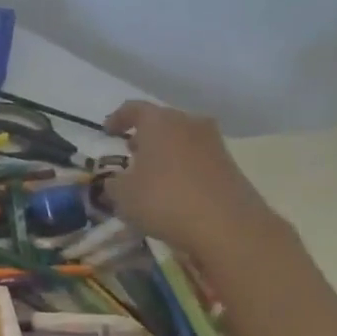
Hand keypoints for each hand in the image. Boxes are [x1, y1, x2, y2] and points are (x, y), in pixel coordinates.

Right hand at [100, 100, 283, 262]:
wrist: (228, 226)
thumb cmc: (164, 200)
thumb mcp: (123, 195)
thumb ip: (113, 183)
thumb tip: (116, 182)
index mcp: (159, 122)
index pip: (133, 108)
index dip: (117, 119)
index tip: (107, 133)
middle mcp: (189, 124)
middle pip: (162, 122)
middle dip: (144, 136)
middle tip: (129, 154)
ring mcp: (213, 143)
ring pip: (181, 139)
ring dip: (164, 152)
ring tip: (149, 174)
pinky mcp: (229, 165)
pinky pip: (196, 158)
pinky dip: (181, 167)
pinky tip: (172, 189)